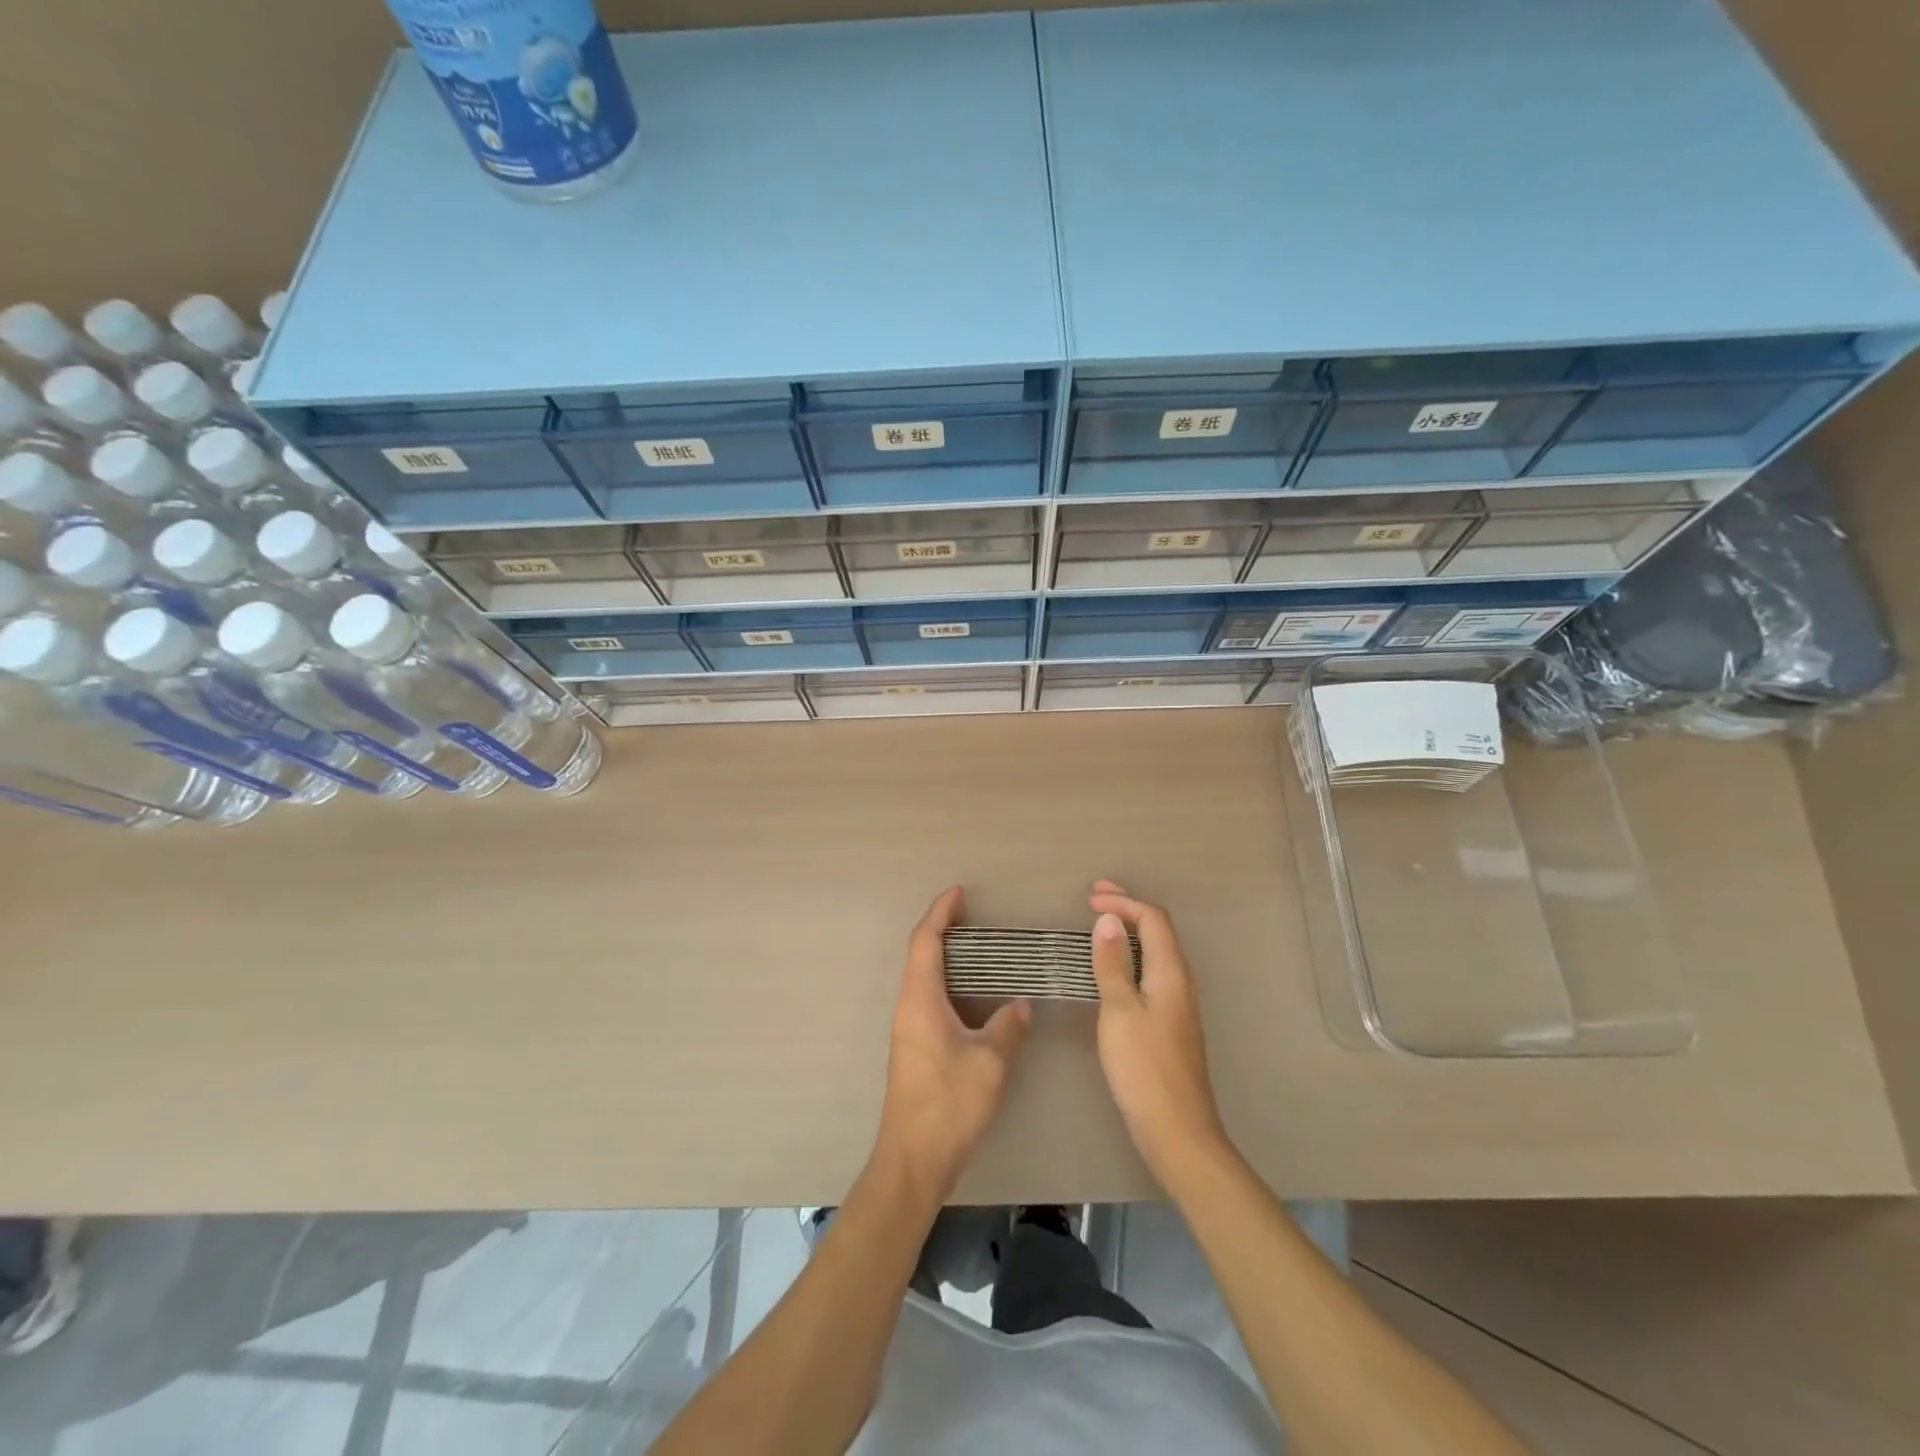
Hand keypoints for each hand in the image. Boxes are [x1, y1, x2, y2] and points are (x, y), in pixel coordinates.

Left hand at [873, 886, 1031, 1202]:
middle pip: (920, 954)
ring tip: (977, 947)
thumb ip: (1008, 1027)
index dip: (940, 913)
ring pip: (923, 977)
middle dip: (942, 928)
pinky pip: (928, 998)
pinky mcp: (914, 1047)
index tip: (958, 892)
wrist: (913, 1159)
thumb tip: (1020, 1004)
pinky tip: (973, 994)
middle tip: (972, 915)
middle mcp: (908, 1006)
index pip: (926, 941)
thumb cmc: (949, 1103)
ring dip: (945, 956)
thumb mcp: (989, 1062)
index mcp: (920, 999)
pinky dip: (948, 982)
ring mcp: (908, 1028)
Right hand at [1088, 880, 1230, 1182]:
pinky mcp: (1170, 1023)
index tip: (1090, 898)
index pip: (1153, 919)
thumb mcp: (1119, 1011)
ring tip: (1099, 926)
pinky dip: (1130, 957)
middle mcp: (1180, 981)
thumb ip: (1113, 964)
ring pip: (1155, 952)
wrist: (1177, 1130)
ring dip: (1129, 932)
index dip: (1124, 901)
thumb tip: (1108, 920)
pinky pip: (1151, 973)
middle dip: (1128, 909)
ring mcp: (1178, 1004)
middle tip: (1094, 898)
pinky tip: (1112, 970)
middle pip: (1158, 931)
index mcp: (1171, 973)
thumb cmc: (1144, 1068)